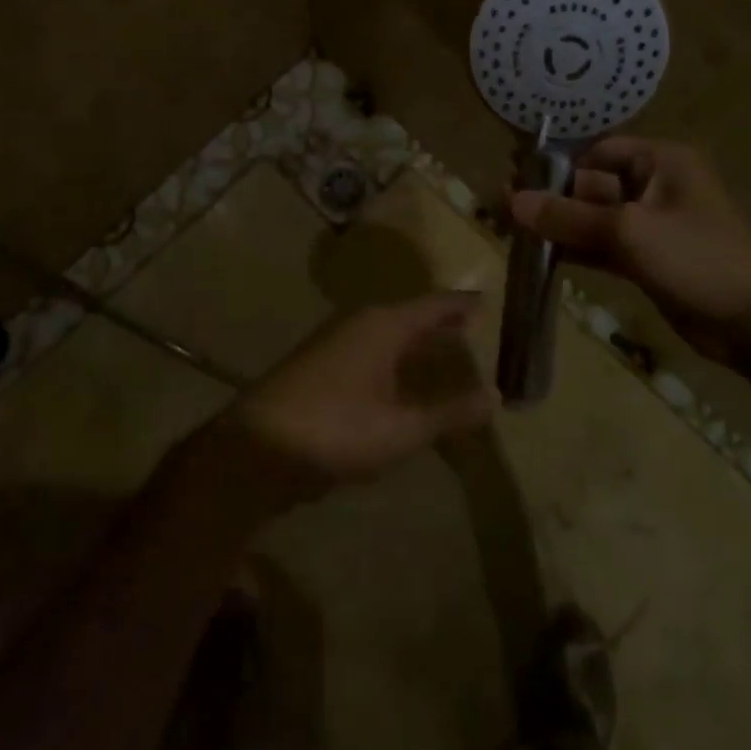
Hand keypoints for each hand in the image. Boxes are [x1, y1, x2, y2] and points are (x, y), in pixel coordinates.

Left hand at [193, 292, 498, 511]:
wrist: (255, 448)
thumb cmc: (334, 429)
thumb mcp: (401, 428)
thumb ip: (449, 412)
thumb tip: (495, 395)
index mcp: (383, 324)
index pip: (435, 304)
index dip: (464, 304)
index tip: (491, 301)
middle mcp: (360, 324)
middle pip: (412, 317)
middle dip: (443, 324)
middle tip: (479, 330)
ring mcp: (337, 345)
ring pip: (391, 337)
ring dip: (419, 346)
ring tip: (450, 356)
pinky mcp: (323, 369)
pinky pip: (374, 356)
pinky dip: (398, 364)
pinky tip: (407, 386)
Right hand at [509, 137, 750, 373]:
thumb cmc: (699, 258)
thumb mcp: (629, 231)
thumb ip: (569, 216)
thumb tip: (513, 201)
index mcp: (660, 162)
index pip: (598, 151)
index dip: (559, 165)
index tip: (518, 181)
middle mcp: (655, 186)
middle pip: (592, 185)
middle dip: (553, 198)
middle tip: (505, 210)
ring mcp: (652, 226)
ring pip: (595, 218)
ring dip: (561, 226)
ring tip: (514, 233)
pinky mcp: (649, 260)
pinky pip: (604, 246)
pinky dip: (577, 250)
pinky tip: (543, 257)